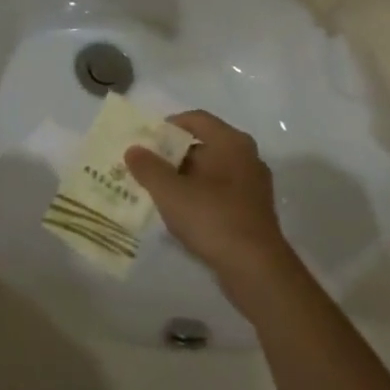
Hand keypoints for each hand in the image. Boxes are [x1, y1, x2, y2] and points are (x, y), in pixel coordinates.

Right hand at [124, 111, 297, 298]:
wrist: (256, 270)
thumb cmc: (212, 218)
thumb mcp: (170, 191)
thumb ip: (148, 167)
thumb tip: (133, 149)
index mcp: (231, 143)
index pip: (195, 119)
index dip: (167, 126)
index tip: (145, 140)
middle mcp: (246, 158)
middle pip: (202, 145)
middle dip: (171, 155)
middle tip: (144, 166)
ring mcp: (252, 187)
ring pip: (209, 172)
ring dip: (182, 178)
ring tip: (155, 190)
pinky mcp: (252, 212)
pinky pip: (218, 194)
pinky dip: (197, 197)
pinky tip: (178, 213)